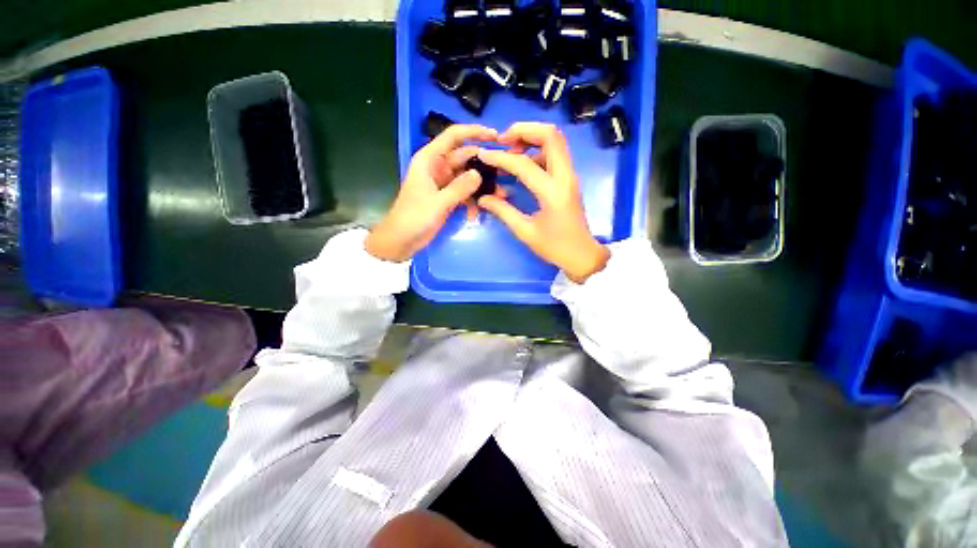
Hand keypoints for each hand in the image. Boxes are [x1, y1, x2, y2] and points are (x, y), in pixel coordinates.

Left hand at [365, 124, 496, 261]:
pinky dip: (472, 201)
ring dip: (481, 186)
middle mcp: (438, 167)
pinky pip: (464, 193)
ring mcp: (443, 183)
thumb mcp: (438, 203)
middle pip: (465, 157)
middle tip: (505, 171)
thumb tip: (479, 174)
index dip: (474, 132)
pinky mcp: (447, 197)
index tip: (496, 136)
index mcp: (430, 159)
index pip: (453, 136)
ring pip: (467, 177)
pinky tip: (477, 213)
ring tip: (499, 195)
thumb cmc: (413, 218)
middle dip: (484, 164)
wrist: (401, 240)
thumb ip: (459, 188)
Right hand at [477, 123, 609, 282]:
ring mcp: (569, 176)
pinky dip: (537, 151)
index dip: (501, 157)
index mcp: (553, 192)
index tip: (484, 155)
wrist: (581, 254)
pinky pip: (555, 154)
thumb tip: (483, 197)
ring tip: (510, 150)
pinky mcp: (569, 179)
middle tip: (503, 141)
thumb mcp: (525, 232)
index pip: (524, 164)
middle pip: (551, 135)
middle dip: (524, 130)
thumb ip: (503, 211)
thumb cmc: (555, 247)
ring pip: (555, 141)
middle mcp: (565, 177)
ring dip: (532, 138)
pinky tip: (522, 165)